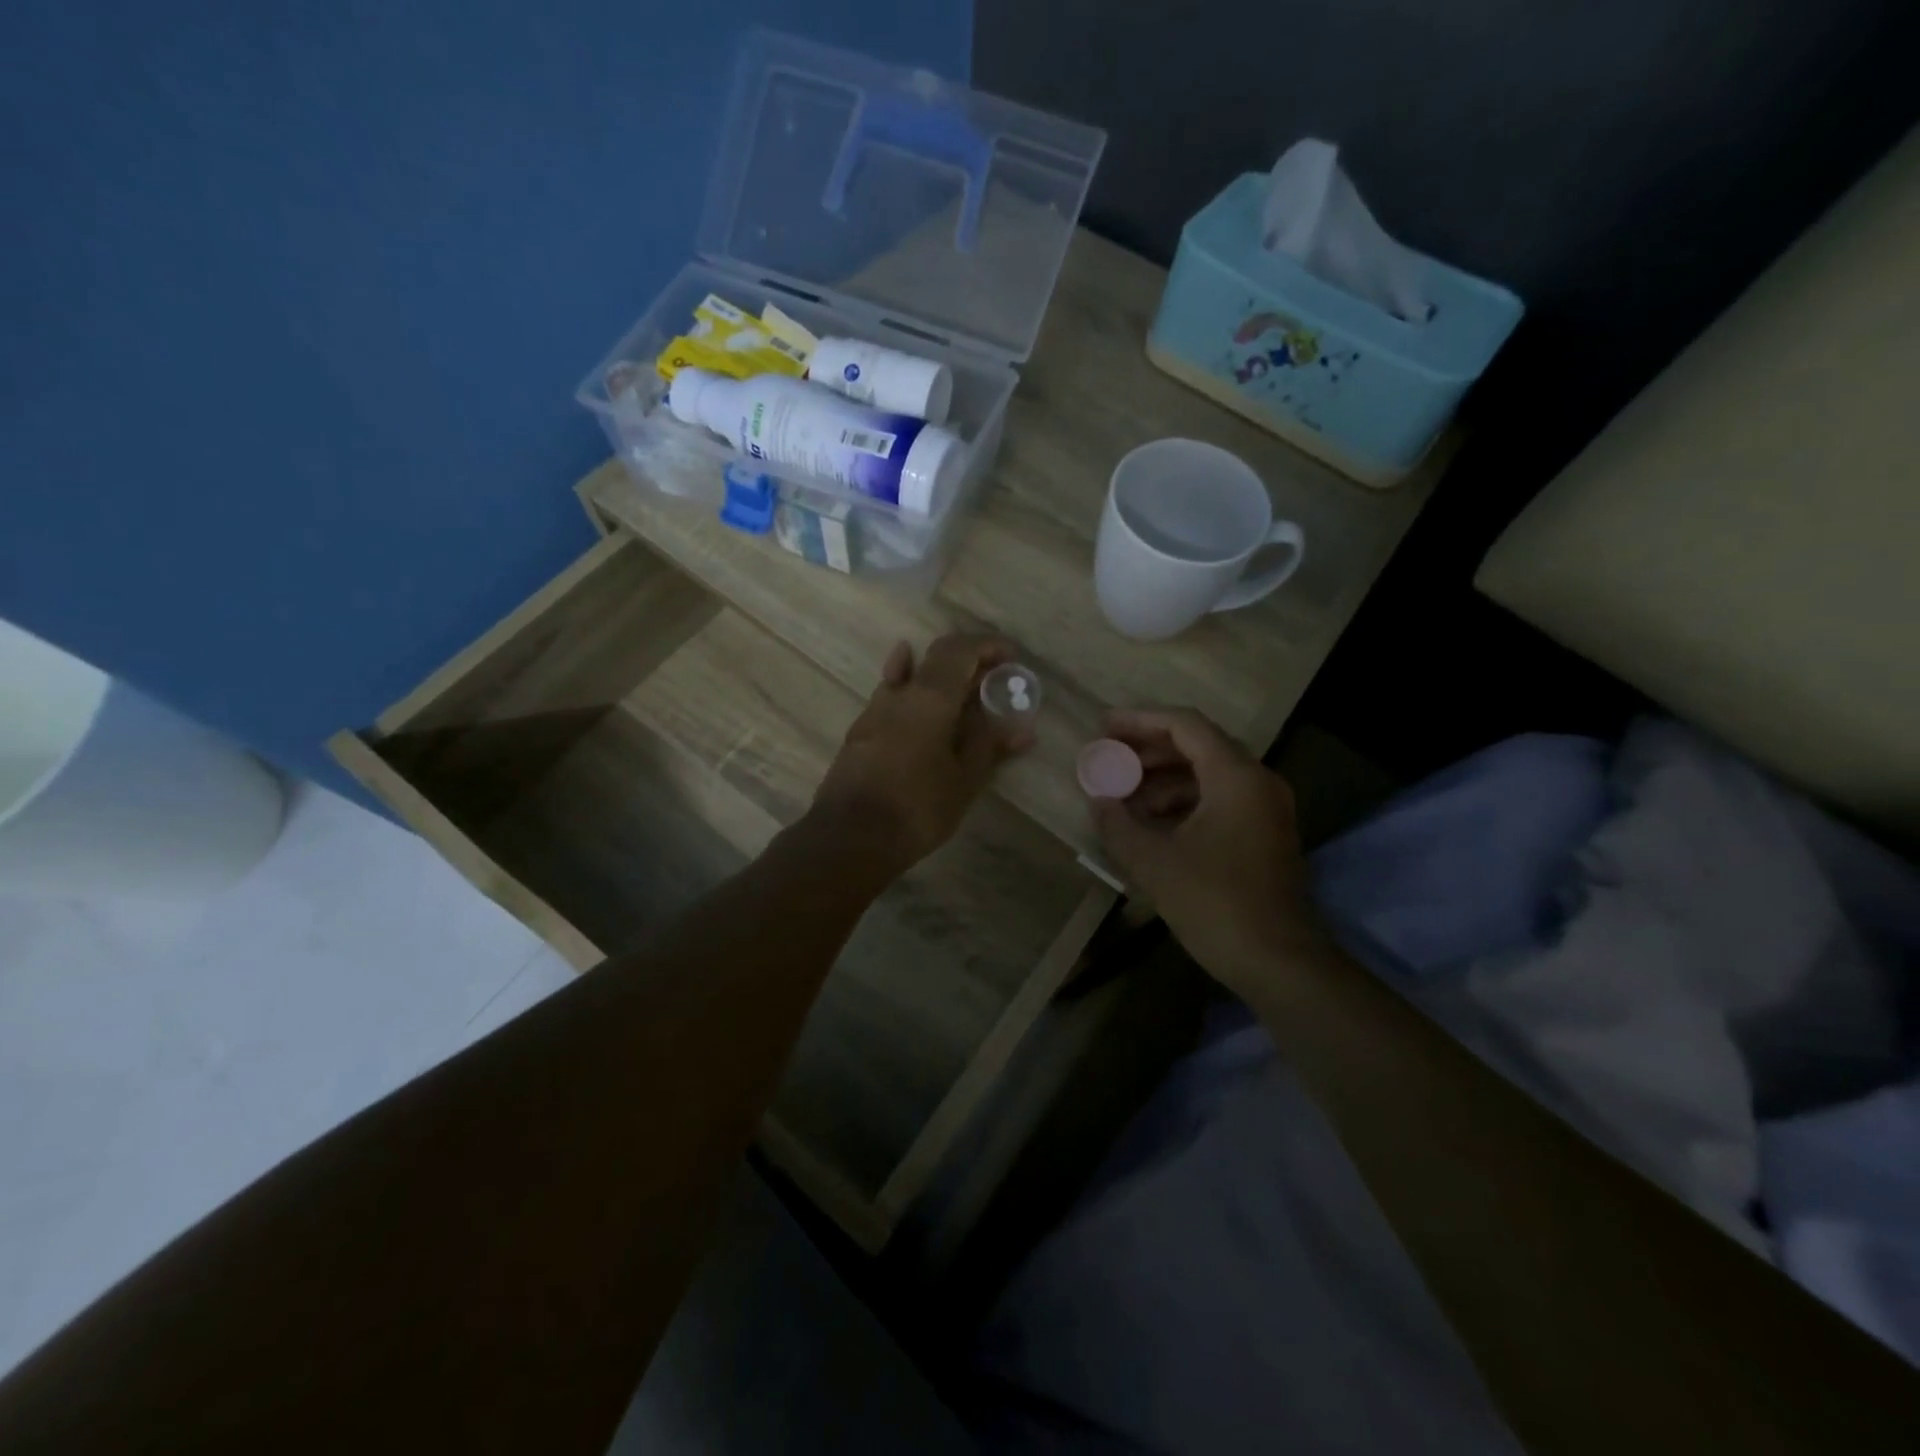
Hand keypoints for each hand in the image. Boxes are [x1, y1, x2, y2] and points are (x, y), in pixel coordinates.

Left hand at [812, 634, 1030, 875]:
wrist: (850, 836)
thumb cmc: (917, 807)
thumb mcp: (963, 780)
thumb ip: (989, 746)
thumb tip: (1021, 729)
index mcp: (931, 697)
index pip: (961, 650)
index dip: (988, 646)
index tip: (1011, 659)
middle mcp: (901, 693)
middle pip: (937, 656)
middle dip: (969, 660)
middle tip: (994, 679)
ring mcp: (875, 709)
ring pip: (911, 675)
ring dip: (941, 675)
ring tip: (964, 691)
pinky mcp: (862, 730)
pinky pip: (891, 695)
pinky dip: (910, 686)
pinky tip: (914, 693)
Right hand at [1088, 707, 1324, 995]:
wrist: (1278, 962)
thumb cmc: (1214, 903)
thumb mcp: (1154, 862)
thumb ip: (1117, 824)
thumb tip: (1097, 800)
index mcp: (1235, 776)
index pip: (1185, 725)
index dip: (1140, 720)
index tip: (1104, 726)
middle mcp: (1257, 781)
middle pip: (1198, 745)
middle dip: (1148, 750)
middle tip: (1108, 757)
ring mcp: (1265, 808)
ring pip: (1207, 774)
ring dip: (1163, 778)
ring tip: (1122, 795)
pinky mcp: (1263, 833)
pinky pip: (1218, 798)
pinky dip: (1182, 801)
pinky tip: (1150, 822)